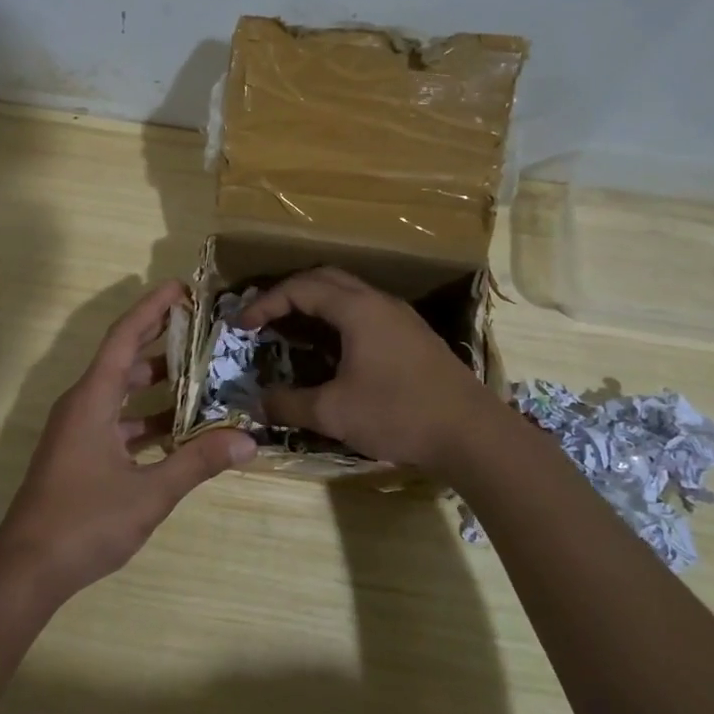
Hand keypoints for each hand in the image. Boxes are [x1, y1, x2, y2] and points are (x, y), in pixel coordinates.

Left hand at [0, 280, 255, 596]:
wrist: (28, 567)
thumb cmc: (85, 521)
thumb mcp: (150, 492)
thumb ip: (198, 462)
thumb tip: (248, 440)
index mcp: (92, 399)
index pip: (124, 338)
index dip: (152, 309)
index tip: (182, 289)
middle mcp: (82, 405)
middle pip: (124, 360)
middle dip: (161, 342)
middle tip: (204, 330)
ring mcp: (78, 431)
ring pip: (122, 393)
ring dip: (158, 385)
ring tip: (202, 376)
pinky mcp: (80, 454)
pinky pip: (118, 422)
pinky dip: (147, 419)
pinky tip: (179, 430)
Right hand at [237, 268, 494, 471]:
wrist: (472, 434)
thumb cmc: (399, 414)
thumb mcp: (334, 413)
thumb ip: (289, 405)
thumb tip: (257, 403)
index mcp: (358, 309)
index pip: (300, 288)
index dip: (265, 303)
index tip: (241, 325)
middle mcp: (379, 303)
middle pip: (325, 279)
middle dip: (288, 293)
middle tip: (263, 318)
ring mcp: (401, 318)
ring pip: (348, 294)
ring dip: (315, 304)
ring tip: (291, 330)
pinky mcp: (413, 337)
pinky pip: (364, 312)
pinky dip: (336, 319)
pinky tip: (331, 350)